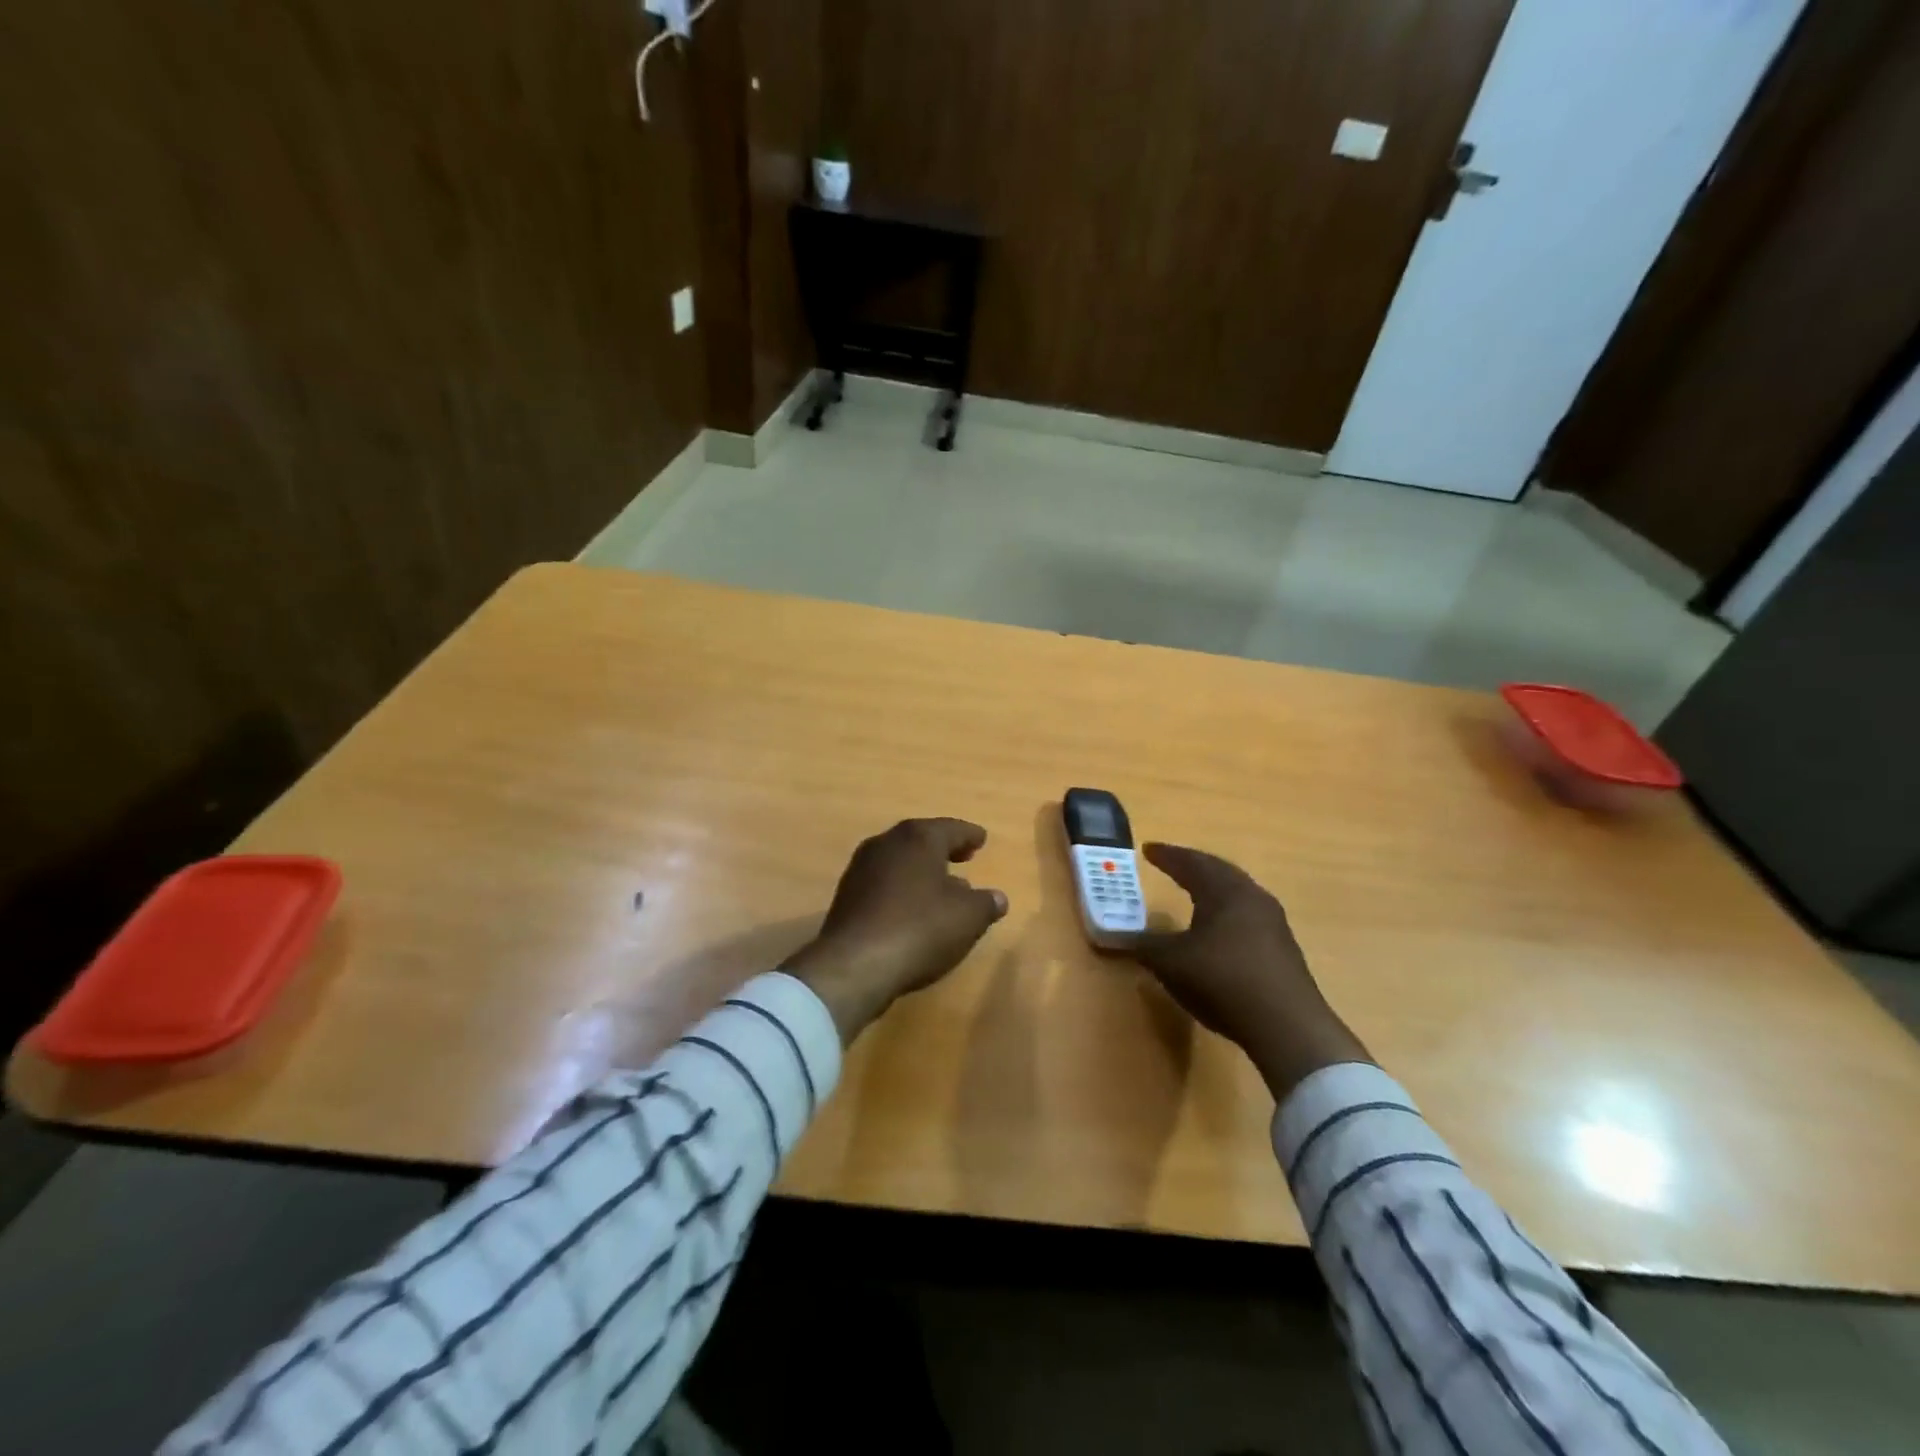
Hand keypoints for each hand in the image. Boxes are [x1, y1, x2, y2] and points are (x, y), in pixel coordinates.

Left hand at [784, 818, 1008, 1044]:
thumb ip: (986, 903)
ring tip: (941, 886)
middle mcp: (886, 843)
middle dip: (943, 848)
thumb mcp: (968, 918)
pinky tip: (912, 908)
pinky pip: (883, 883)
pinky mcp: (846, 896)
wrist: (855, 964)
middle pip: (921, 840)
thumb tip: (997, 897)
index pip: (951, 829)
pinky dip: (901, 888)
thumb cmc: (920, 928)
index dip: (969, 835)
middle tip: (963, 856)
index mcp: (918, 838)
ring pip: (900, 861)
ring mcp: (861, 868)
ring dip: (920, 870)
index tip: (982, 839)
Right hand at [1133, 843, 1370, 1098]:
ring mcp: (1273, 923)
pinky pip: (1248, 916)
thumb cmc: (1222, 980)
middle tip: (1171, 863)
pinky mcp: (1283, 949)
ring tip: (1194, 892)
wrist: (1287, 1026)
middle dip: (1192, 866)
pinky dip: (1226, 912)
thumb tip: (1119, 936)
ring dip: (1213, 888)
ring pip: (1237, 893)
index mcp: (1223, 891)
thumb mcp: (1171, 963)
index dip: (1167, 856)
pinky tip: (1218, 929)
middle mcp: (1251, 897)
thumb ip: (1144, 946)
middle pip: (1219, 871)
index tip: (1148, 849)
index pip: (1191, 863)